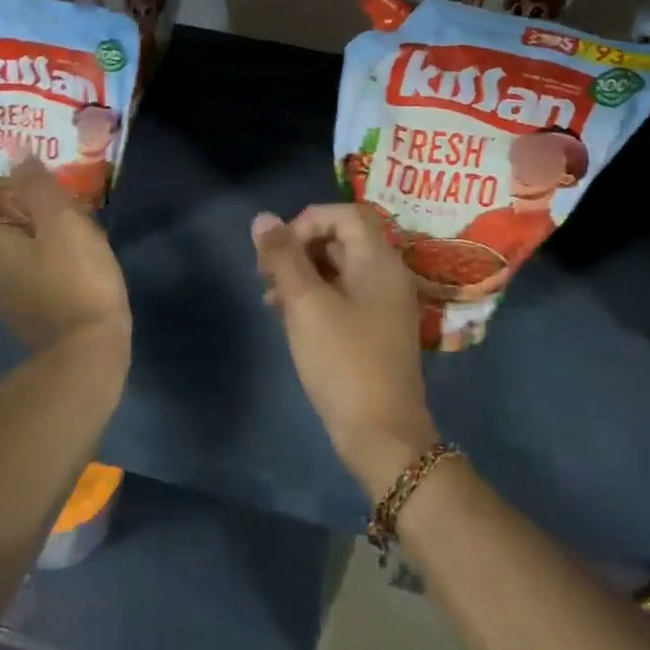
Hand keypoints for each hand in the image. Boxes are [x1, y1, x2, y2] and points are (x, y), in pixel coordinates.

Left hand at [0, 161, 131, 354]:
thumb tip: (15, 156)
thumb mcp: (63, 221)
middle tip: (6, 207)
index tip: (3, 185)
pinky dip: (5, 262)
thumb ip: (36, 187)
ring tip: (26, 228)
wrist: (88, 346)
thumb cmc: (75, 277)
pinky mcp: (17, 314)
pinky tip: (41, 254)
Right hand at [252, 205, 438, 498]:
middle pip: (340, 239)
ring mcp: (383, 303)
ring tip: (269, 300)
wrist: (382, 435)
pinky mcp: (375, 329)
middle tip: (265, 275)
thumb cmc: (344, 362)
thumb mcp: (306, 304)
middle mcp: (386, 274)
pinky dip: (315, 296)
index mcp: (378, 260)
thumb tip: (263, 218)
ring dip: (301, 274)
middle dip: (298, 249)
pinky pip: (343, 294)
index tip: (278, 251)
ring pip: (338, 268)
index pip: (343, 214)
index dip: (306, 222)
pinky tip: (287, 317)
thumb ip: (284, 257)